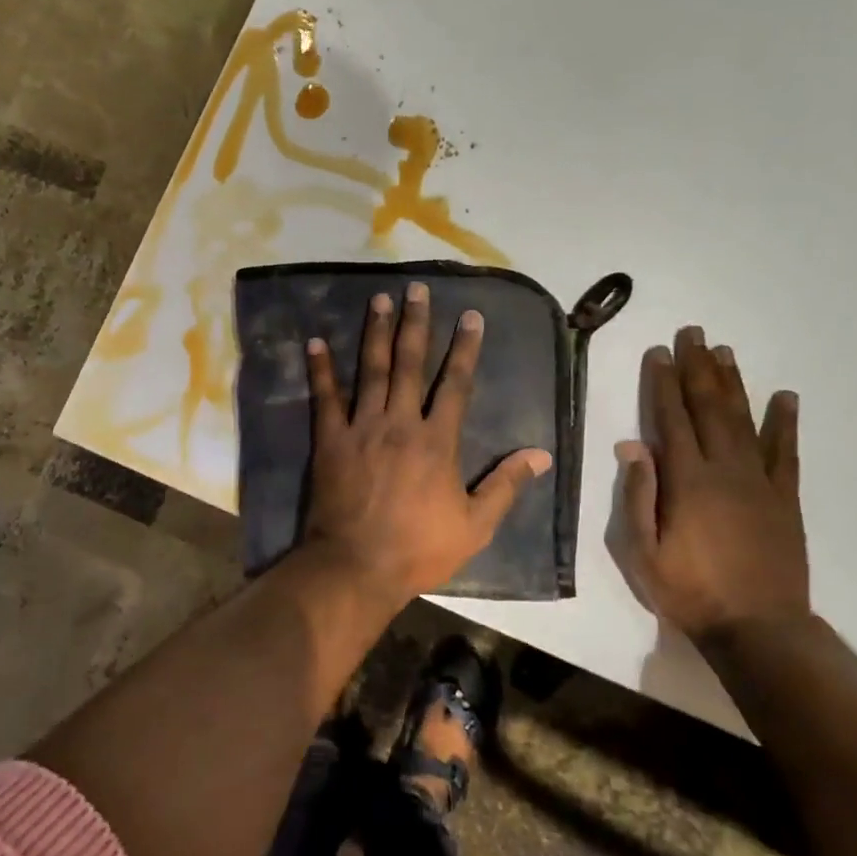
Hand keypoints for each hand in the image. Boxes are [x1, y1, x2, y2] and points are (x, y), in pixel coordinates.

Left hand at [303, 282, 553, 609]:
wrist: (357, 567)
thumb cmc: (419, 549)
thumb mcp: (475, 526)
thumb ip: (506, 486)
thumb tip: (541, 454)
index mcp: (438, 441)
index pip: (456, 384)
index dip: (465, 348)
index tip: (471, 316)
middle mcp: (400, 423)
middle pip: (411, 364)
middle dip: (416, 323)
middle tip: (417, 288)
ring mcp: (362, 428)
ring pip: (371, 370)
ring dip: (376, 333)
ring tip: (379, 299)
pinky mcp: (330, 440)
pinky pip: (325, 398)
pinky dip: (321, 369)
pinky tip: (316, 342)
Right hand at [607, 326, 808, 643]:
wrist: (759, 628)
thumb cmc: (690, 592)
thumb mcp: (643, 552)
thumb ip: (638, 496)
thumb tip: (632, 445)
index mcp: (687, 481)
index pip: (671, 419)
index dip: (663, 383)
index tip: (659, 352)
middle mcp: (725, 470)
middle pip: (709, 408)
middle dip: (698, 368)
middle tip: (693, 333)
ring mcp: (760, 482)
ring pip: (744, 420)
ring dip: (733, 383)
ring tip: (725, 351)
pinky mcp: (785, 499)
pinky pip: (786, 452)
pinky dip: (785, 422)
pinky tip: (786, 396)